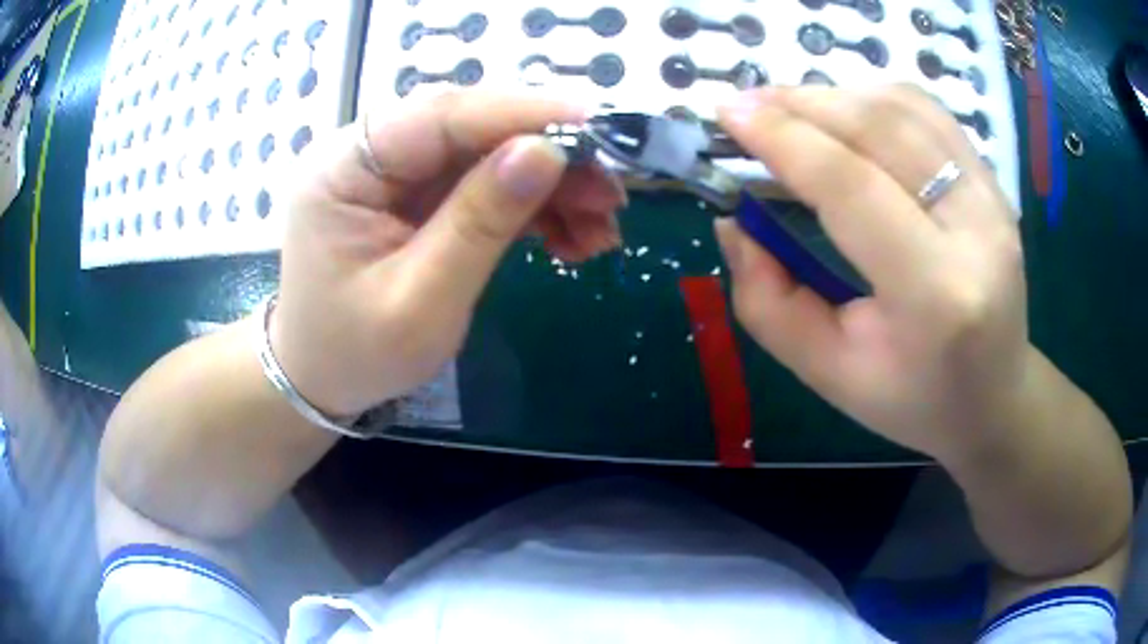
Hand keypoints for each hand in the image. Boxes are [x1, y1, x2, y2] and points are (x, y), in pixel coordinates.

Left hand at [272, 91, 623, 416]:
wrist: (322, 379)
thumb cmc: (356, 354)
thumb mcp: (420, 303)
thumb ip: (480, 223)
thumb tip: (547, 152)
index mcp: (342, 171)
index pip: (438, 117)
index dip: (520, 114)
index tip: (595, 128)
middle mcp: (365, 154)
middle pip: (469, 128)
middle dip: (547, 154)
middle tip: (611, 192)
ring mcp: (392, 172)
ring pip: (486, 153)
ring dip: (550, 184)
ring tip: (601, 228)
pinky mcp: (416, 193)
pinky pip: (483, 181)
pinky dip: (533, 205)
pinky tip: (570, 237)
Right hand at [713, 85, 1034, 460]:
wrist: (995, 397)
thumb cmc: (914, 399)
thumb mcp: (827, 373)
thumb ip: (768, 301)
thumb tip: (733, 223)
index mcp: (935, 294)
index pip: (852, 186)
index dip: (783, 138)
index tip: (727, 114)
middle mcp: (975, 230)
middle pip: (880, 129)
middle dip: (801, 103)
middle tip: (744, 104)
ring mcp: (992, 199)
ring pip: (905, 108)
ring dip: (834, 95)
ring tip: (786, 107)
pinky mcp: (994, 184)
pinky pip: (929, 114)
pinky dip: (874, 98)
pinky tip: (843, 112)